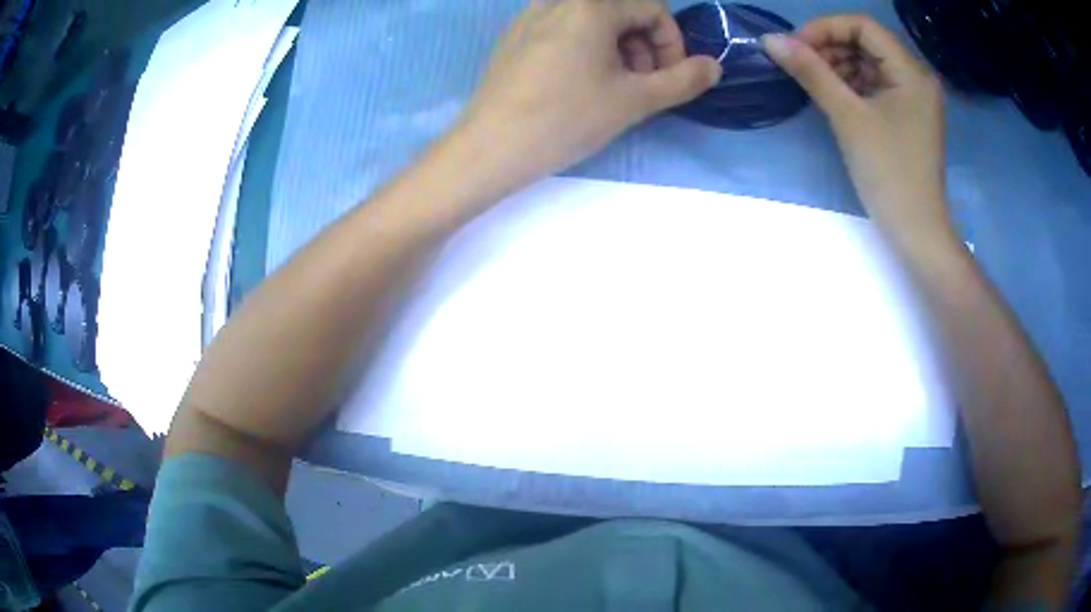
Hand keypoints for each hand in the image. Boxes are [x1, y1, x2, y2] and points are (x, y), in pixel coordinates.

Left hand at [458, 0, 720, 184]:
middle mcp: (557, 0)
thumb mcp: (635, 100)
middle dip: (644, 47)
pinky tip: (577, 85)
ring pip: (593, 22)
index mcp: (590, 5)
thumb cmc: (566, 119)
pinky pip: (563, 31)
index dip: (672, 43)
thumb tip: (714, 67)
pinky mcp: (514, 37)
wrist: (489, 147)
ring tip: (612, 90)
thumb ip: (683, 80)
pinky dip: (585, 50)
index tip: (668, 79)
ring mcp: (530, 16)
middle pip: (622, 12)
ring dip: (617, 50)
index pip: (652, 9)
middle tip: (641, 88)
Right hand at [762, 16, 950, 244]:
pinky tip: (834, 95)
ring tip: (815, 82)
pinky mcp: (907, 113)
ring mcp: (913, 96)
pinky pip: (875, 83)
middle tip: (801, 64)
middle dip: (830, 46)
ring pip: (869, 61)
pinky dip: (851, 83)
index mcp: (911, 71)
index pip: (863, 26)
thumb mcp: (847, 117)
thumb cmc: (888, 173)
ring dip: (838, 64)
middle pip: (866, 41)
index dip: (825, 28)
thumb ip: (811, 72)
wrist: (916, 231)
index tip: (795, 46)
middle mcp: (916, 76)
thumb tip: (769, 39)